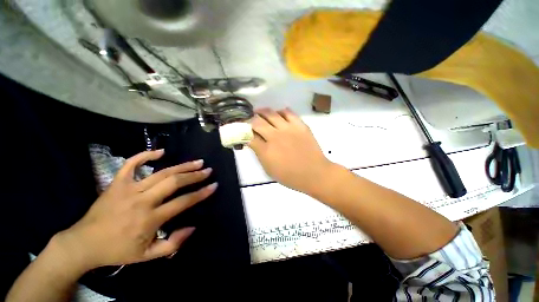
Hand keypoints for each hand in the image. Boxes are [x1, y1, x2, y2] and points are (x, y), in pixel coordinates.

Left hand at [55, 150, 216, 271]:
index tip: (214, 185)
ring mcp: (128, 189)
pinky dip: (146, 155)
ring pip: (160, 172)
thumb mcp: (148, 256)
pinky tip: (161, 152)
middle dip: (194, 175)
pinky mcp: (116, 183)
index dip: (201, 193)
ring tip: (197, 162)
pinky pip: (131, 164)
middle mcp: (142, 201)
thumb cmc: (118, 250)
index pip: (183, 202)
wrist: (83, 244)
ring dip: (182, 166)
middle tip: (207, 170)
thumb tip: (193, 226)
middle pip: (174, 182)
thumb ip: (173, 244)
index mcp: (150, 219)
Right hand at [249, 108, 333, 195]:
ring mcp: (288, 129)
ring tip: (260, 113)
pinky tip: (278, 115)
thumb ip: (260, 154)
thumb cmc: (291, 176)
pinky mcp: (300, 125)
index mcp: (266, 151)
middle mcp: (275, 137)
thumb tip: (254, 141)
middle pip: (257, 121)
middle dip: (250, 120)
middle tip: (250, 121)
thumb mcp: (269, 170)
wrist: (315, 173)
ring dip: (262, 112)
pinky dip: (280, 111)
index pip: (249, 136)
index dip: (243, 131)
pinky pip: (288, 112)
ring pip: (270, 113)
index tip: (242, 130)